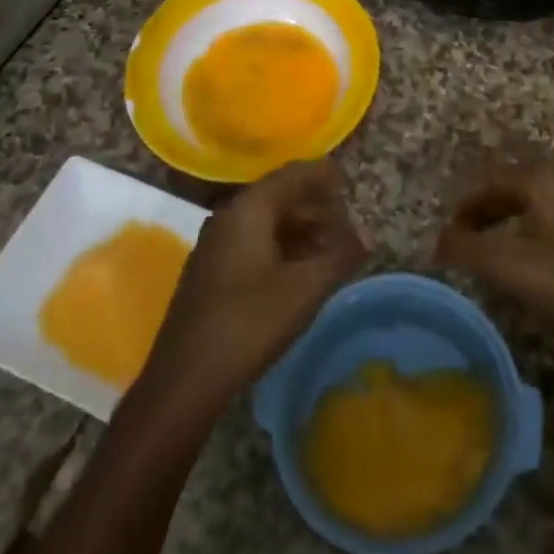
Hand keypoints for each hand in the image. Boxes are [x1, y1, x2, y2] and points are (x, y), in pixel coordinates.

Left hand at [143, 160, 368, 407]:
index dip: (323, 176)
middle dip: (316, 207)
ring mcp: (216, 244)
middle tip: (348, 225)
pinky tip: (300, 271)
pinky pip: (253, 242)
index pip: (293, 174)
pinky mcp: (211, 271)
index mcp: (249, 209)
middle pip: (279, 196)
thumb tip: (367, 235)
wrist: (186, 379)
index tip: (349, 180)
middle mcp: (229, 216)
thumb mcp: (305, 288)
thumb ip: (340, 255)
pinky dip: (282, 247)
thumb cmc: (250, 322)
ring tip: (331, 249)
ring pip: (266, 221)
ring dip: (300, 230)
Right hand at [435, 159, 553, 345]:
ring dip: (508, 224)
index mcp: (540, 181)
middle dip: (485, 213)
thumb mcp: (512, 265)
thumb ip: (469, 250)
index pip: (491, 183)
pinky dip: (531, 234)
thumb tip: (438, 240)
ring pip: (535, 206)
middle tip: (464, 240)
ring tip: (492, 252)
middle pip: (513, 190)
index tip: (448, 233)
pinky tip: (533, 262)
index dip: (465, 207)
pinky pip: (553, 221)